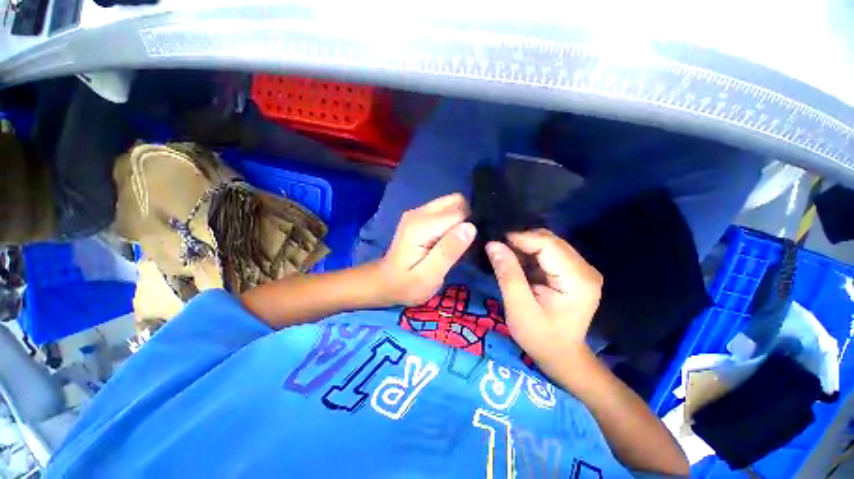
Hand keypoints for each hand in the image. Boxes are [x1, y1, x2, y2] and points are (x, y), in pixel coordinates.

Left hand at [378, 193, 476, 305]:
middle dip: (468, 218)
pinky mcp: (419, 217)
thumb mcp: (430, 275)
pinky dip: (453, 221)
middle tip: (466, 244)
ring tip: (458, 243)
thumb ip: (449, 251)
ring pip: (452, 204)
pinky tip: (449, 240)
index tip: (471, 246)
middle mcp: (420, 212)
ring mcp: (418, 212)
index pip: (460, 213)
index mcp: (422, 225)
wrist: (385, 282)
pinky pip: (444, 211)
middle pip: (456, 201)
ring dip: (461, 220)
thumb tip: (471, 227)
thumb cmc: (407, 284)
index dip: (470, 228)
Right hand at [486, 229, 602, 375]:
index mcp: (578, 279)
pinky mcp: (572, 272)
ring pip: (547, 244)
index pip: (547, 244)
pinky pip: (547, 253)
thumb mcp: (519, 308)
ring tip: (504, 256)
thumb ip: (507, 274)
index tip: (495, 242)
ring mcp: (580, 269)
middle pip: (549, 241)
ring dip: (524, 247)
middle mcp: (584, 269)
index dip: (520, 238)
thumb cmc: (540, 337)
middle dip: (521, 241)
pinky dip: (529, 255)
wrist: (562, 356)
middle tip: (497, 249)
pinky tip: (516, 263)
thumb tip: (493, 244)